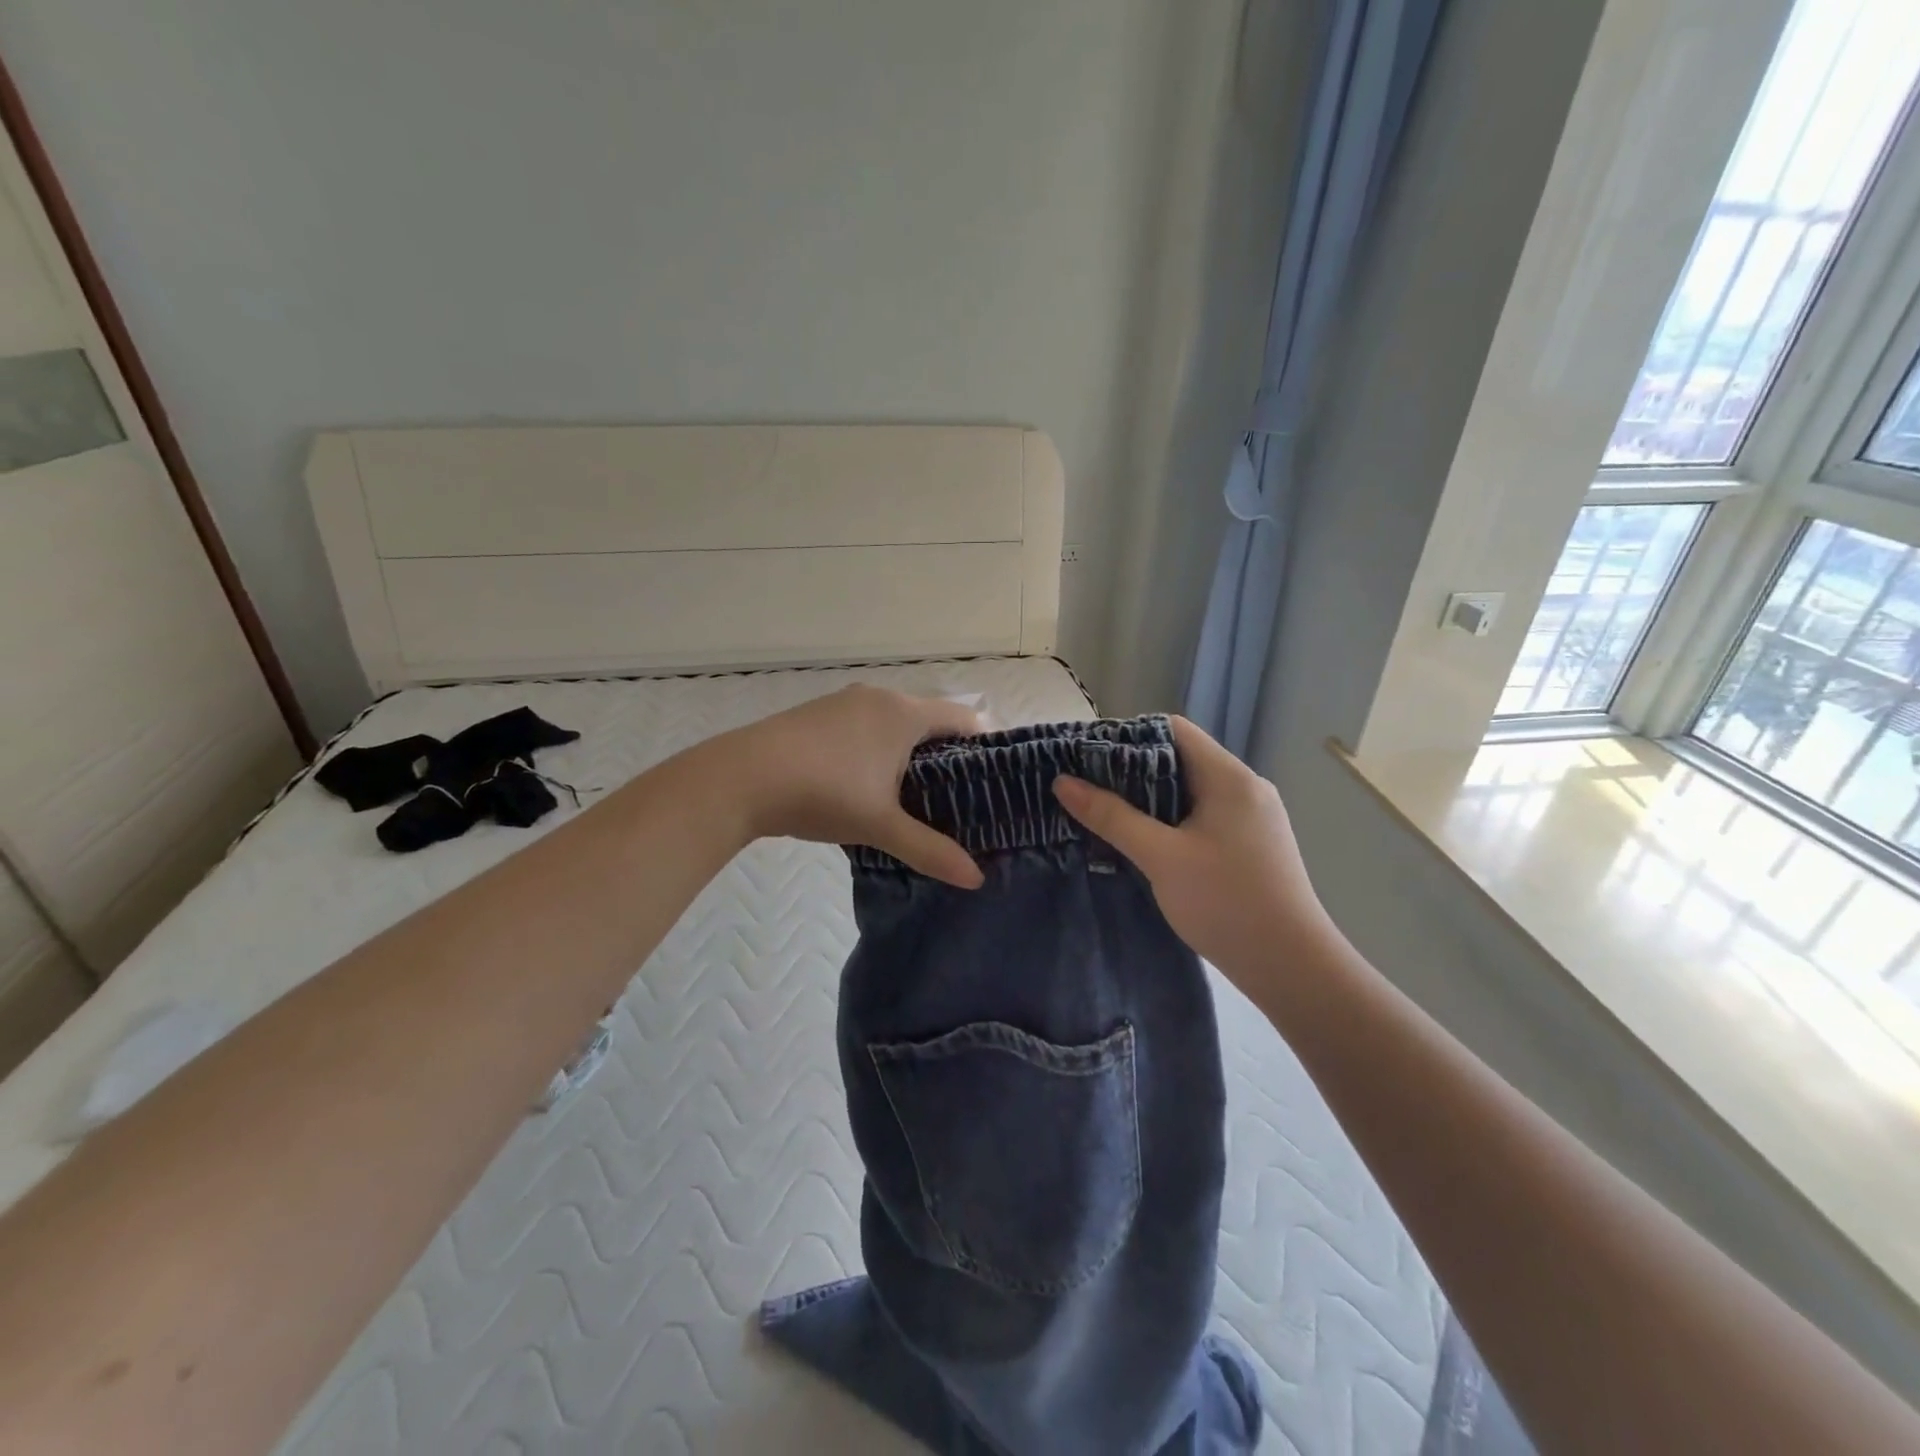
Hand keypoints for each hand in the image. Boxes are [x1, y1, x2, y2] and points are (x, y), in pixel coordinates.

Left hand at [720, 685, 984, 887]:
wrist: (739, 779)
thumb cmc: (823, 793)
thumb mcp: (881, 826)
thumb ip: (930, 849)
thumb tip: (975, 879)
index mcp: (903, 713)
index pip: (963, 718)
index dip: (984, 745)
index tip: (994, 779)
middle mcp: (878, 697)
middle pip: (929, 719)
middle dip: (947, 753)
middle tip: (959, 796)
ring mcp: (844, 702)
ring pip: (894, 722)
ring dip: (909, 751)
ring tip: (917, 795)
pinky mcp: (817, 714)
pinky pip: (865, 726)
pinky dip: (879, 749)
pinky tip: (869, 784)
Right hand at [1051, 716, 1338, 985]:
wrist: (1291, 968)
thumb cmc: (1226, 902)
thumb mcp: (1160, 857)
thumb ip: (1111, 816)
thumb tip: (1062, 782)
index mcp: (1229, 777)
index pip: (1172, 730)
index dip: (1127, 736)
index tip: (1086, 757)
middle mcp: (1244, 788)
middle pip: (1179, 759)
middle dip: (1130, 771)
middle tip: (1086, 787)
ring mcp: (1251, 818)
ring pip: (1189, 792)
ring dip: (1148, 799)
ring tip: (1104, 813)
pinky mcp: (1250, 845)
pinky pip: (1201, 817)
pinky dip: (1169, 821)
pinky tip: (1142, 842)